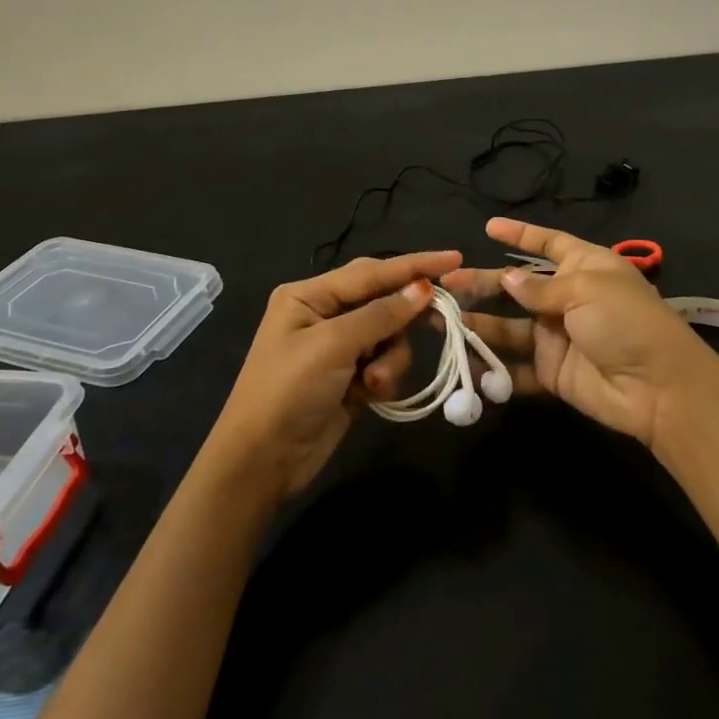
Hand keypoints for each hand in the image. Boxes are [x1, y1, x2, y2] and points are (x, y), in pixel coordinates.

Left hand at [205, 250, 462, 502]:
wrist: (263, 461)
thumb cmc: (288, 391)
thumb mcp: (333, 345)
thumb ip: (381, 314)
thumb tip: (422, 288)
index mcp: (309, 295)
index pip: (371, 271)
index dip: (414, 265)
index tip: (455, 257)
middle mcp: (323, 314)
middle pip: (382, 300)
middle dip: (405, 314)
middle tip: (442, 317)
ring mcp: (337, 348)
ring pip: (388, 336)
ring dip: (390, 358)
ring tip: (374, 381)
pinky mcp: (349, 378)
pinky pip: (383, 363)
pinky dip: (383, 376)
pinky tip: (369, 395)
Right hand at [443, 218, 718, 450]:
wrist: (658, 388)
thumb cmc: (626, 322)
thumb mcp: (586, 290)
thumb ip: (541, 287)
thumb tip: (508, 278)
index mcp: (584, 267)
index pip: (548, 243)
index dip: (520, 234)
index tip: (488, 227)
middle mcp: (568, 298)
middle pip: (517, 286)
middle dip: (483, 283)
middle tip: (446, 284)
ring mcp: (557, 336)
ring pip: (509, 326)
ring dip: (478, 323)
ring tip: (442, 321)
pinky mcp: (552, 372)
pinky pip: (515, 366)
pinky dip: (493, 366)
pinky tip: (466, 361)